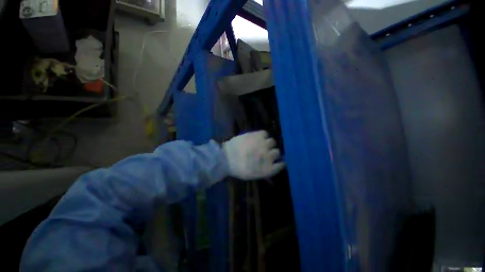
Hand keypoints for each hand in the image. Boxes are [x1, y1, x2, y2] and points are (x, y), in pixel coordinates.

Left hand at [223, 131, 284, 179]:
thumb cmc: (238, 169)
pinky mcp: (257, 135)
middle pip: (277, 152)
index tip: (278, 161)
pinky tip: (257, 138)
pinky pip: (265, 133)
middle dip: (272, 152)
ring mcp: (263, 145)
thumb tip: (274, 165)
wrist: (225, 158)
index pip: (281, 164)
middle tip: (265, 152)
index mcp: (268, 168)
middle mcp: (268, 156)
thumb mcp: (253, 175)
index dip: (280, 162)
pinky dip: (263, 136)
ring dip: (268, 143)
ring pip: (272, 142)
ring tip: (260, 144)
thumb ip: (266, 171)